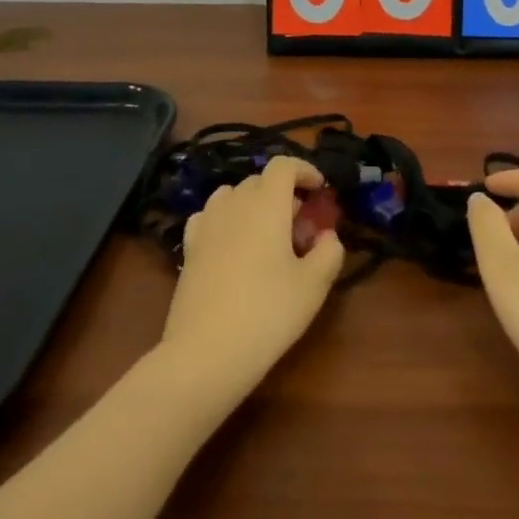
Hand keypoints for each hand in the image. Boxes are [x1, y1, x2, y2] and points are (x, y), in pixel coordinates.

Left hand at [159, 156, 345, 401]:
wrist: (204, 353)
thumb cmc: (267, 313)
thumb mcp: (313, 286)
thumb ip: (329, 252)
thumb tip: (327, 236)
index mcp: (266, 204)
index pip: (284, 165)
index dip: (304, 170)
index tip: (319, 190)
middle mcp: (234, 204)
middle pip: (260, 180)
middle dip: (283, 193)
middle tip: (301, 227)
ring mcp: (207, 225)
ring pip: (233, 195)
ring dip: (253, 204)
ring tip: (267, 235)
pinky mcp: (189, 249)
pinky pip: (210, 217)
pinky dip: (226, 219)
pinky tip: (233, 245)